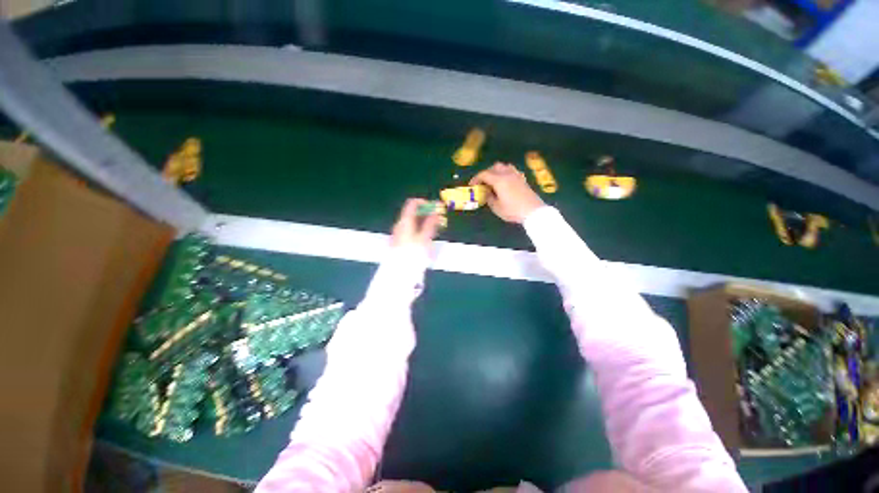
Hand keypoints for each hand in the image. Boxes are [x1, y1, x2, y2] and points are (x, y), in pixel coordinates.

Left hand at [391, 199, 442, 248]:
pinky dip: (419, 229)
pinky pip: (410, 229)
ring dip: (424, 222)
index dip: (424, 202)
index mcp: (405, 221)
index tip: (435, 207)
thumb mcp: (425, 237)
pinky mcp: (399, 240)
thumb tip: (436, 212)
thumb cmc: (412, 253)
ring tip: (435, 228)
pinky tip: (426, 237)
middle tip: (438, 218)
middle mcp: (399, 224)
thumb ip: (431, 223)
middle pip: (413, 212)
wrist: (399, 270)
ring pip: (412, 222)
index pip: (412, 203)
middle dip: (426, 213)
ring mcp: (398, 232)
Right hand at [471, 162, 543, 223]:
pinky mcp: (522, 179)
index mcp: (499, 180)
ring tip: (493, 181)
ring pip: (503, 167)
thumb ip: (489, 198)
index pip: (484, 174)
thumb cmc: (513, 210)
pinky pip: (511, 171)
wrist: (533, 211)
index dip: (476, 179)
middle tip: (482, 183)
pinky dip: (504, 173)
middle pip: (494, 167)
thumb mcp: (497, 207)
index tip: (472, 185)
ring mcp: (516, 175)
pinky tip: (504, 182)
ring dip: (496, 171)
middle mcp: (507, 174)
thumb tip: (487, 192)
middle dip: (486, 173)